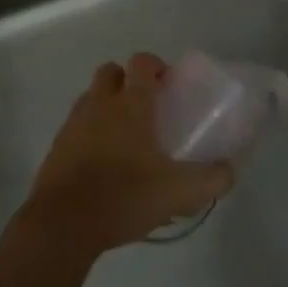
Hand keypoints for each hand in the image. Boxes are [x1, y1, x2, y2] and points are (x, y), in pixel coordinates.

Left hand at [22, 53, 232, 257]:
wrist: (62, 224)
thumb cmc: (124, 196)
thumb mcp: (178, 192)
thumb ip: (211, 179)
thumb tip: (231, 170)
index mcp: (131, 103)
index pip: (142, 62)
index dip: (156, 66)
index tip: (168, 86)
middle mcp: (100, 103)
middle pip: (111, 72)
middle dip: (127, 81)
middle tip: (146, 108)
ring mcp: (74, 123)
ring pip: (92, 97)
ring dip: (107, 106)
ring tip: (125, 139)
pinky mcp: (57, 147)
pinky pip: (76, 126)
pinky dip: (89, 134)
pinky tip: (102, 165)